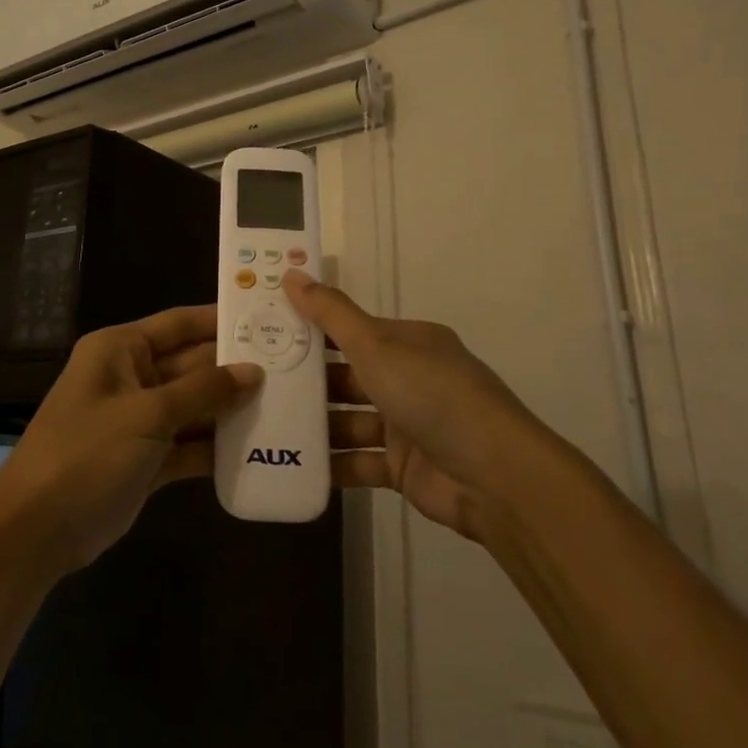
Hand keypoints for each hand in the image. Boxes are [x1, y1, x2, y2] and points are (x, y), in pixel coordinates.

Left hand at [0, 306, 262, 572]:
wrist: (37, 530)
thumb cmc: (87, 453)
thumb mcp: (146, 415)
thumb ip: (202, 391)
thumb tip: (253, 370)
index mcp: (120, 350)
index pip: (179, 324)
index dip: (220, 320)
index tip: (268, 318)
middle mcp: (131, 377)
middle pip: (191, 365)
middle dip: (235, 369)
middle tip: (292, 368)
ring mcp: (139, 420)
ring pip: (194, 406)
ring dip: (231, 409)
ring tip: (287, 406)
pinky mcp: (147, 459)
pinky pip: (189, 443)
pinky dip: (217, 446)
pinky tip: (259, 448)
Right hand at [286, 270, 538, 542]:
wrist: (493, 475)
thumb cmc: (431, 395)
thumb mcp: (376, 345)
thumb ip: (330, 314)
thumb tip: (291, 272)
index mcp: (408, 343)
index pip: (351, 330)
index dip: (311, 328)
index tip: (267, 331)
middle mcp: (409, 379)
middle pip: (347, 376)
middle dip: (307, 381)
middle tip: (255, 382)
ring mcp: (407, 425)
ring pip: (349, 420)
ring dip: (314, 424)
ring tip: (264, 424)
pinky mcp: (403, 467)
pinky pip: (358, 461)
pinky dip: (331, 463)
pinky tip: (290, 463)